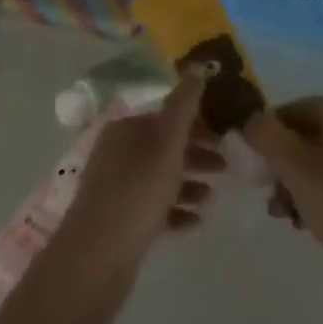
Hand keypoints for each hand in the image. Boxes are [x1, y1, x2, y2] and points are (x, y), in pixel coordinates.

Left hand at [54, 69, 225, 276]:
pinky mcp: (118, 221)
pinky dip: (175, 212)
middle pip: (164, 147)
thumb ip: (185, 104)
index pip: (167, 116)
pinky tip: (195, 223)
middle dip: (197, 154)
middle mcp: (117, 153)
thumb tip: (198, 64)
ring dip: (189, 185)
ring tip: (212, 198)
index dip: (198, 124)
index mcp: (125, 129)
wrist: (95, 259)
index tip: (226, 136)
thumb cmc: (137, 192)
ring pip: (160, 179)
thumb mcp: (166, 143)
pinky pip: (153, 209)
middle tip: (226, 167)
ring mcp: (115, 188)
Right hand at [240, 99, 322, 303]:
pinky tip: (304, 224)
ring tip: (281, 213)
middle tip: (265, 190)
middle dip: (280, 163)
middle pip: (307, 137)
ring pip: (319, 164)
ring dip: (294, 184)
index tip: (249, 159)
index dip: (268, 130)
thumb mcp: (295, 166)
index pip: (295, 109)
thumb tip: (250, 119)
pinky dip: (315, 199)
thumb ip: (266, 136)